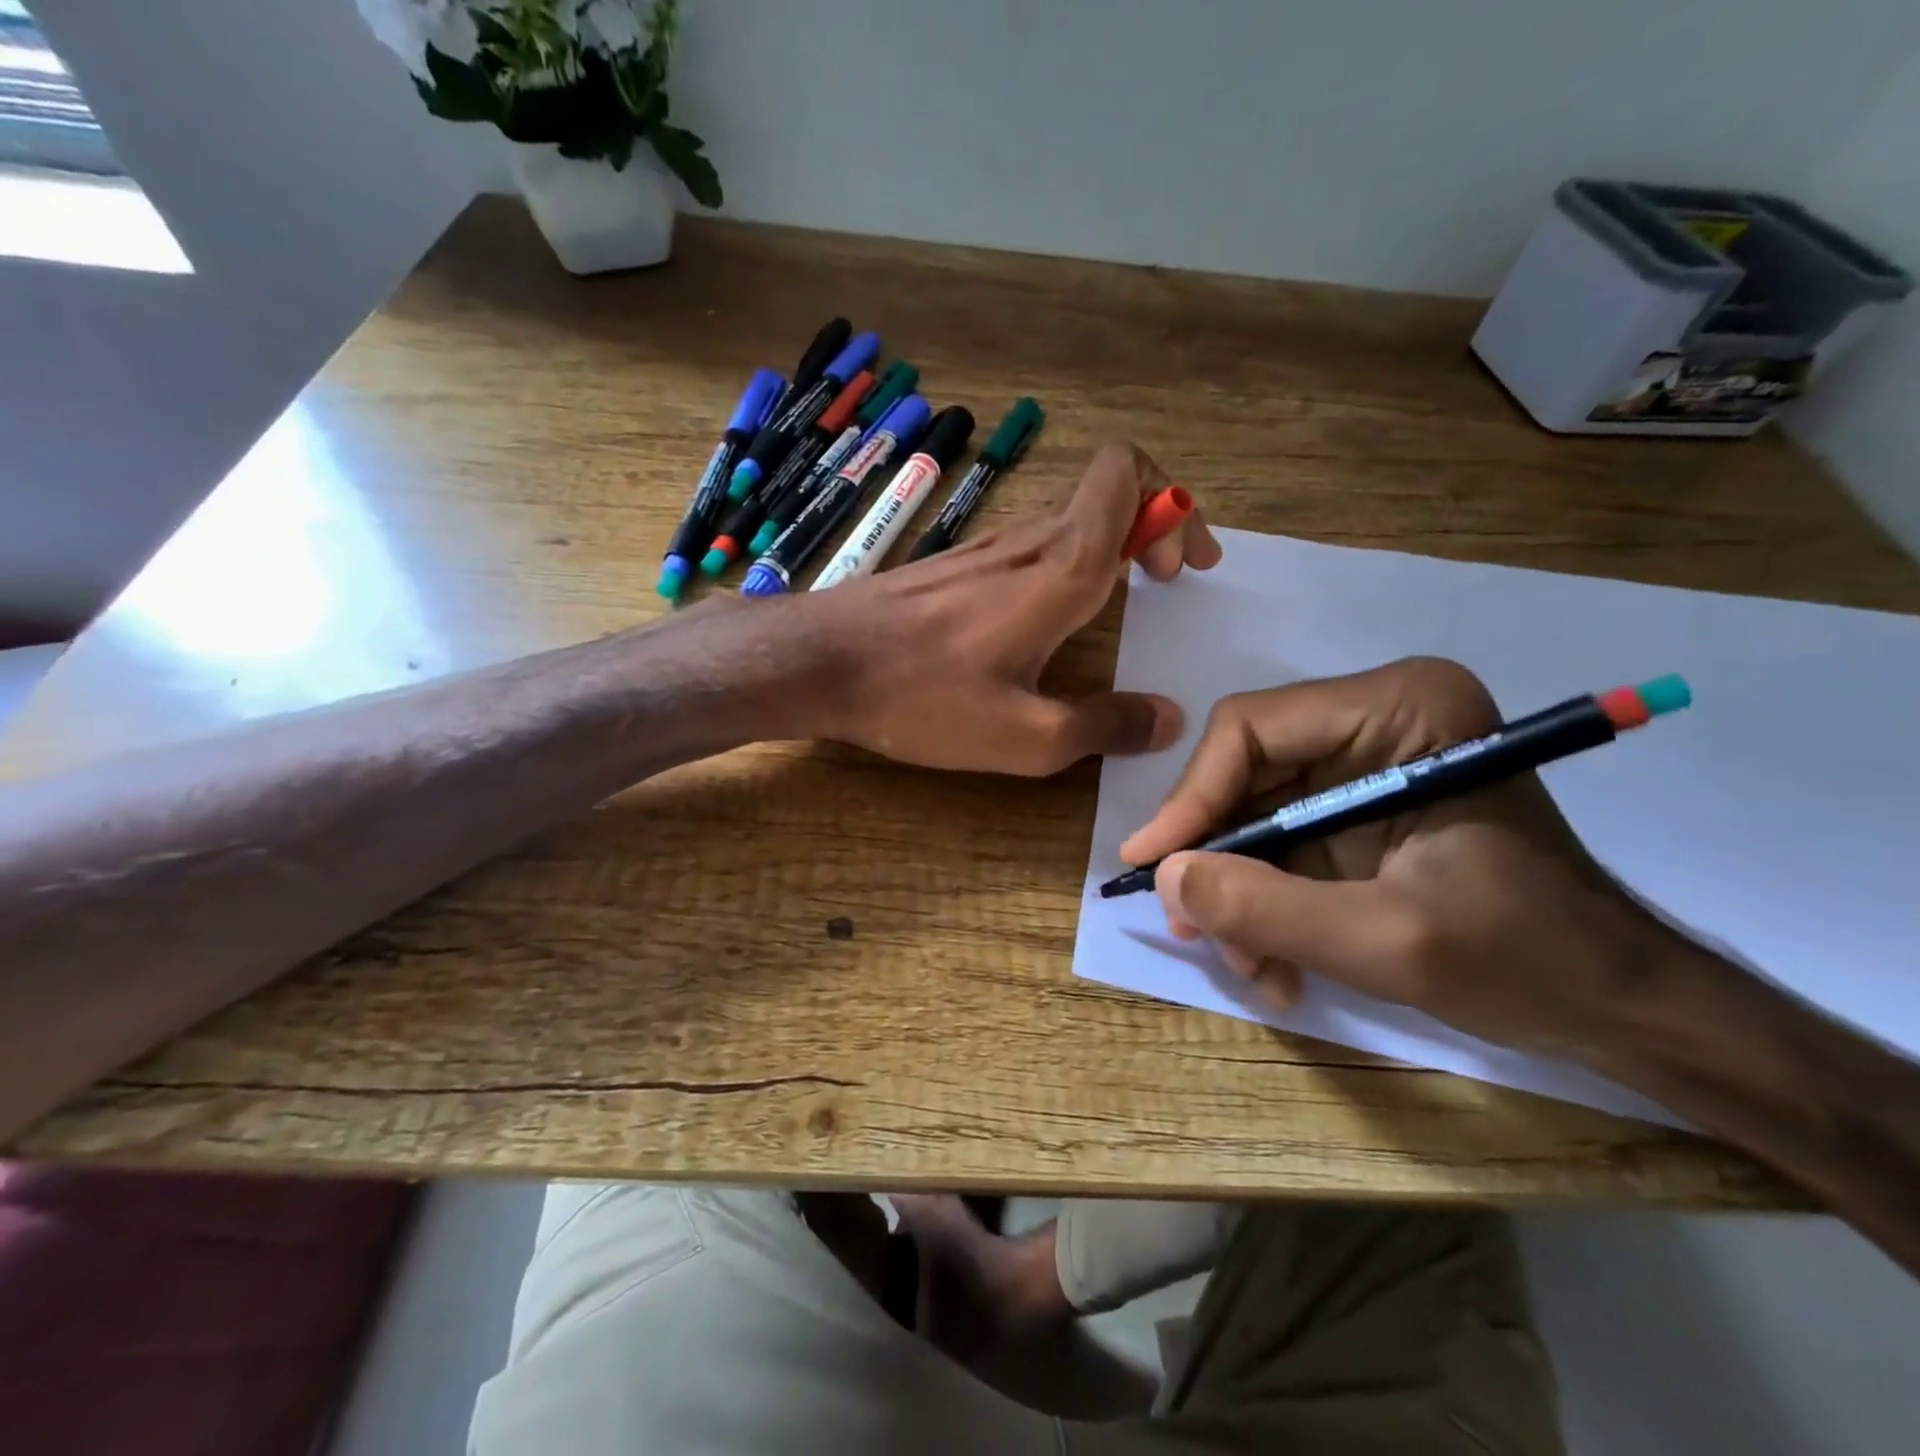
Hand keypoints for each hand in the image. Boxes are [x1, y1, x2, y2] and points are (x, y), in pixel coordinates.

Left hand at [794, 442, 1221, 775]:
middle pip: (1109, 493)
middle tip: (1169, 584)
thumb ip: (1104, 727)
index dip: (1172, 503)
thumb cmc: (923, 697)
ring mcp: (986, 550)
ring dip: (1112, 547)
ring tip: (1124, 601)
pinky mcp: (956, 567)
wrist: (819, 663)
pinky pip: (1031, 546)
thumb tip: (1166, 720)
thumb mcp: (1025, 738)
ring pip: (1070, 519)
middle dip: (1155, 527)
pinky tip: (1052, 619)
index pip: (1128, 475)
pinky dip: (1067, 564)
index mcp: (1059, 570)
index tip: (1180, 567)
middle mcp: (1027, 543)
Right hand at [1120, 657, 1681, 1058]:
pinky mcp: (1354, 810)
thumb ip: (1266, 907)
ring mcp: (1361, 765)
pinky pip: (1277, 845)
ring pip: (1251, 817)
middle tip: (1194, 930)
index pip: (1251, 728)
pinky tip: (1279, 966)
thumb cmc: (1526, 959)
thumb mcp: (1385, 941)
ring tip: (1253, 967)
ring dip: (1239, 895)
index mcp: (1400, 708)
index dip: (1192, 797)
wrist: (1615, 1007)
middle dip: (1216, 859)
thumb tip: (1164, 876)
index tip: (1152, 865)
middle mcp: (1372, 719)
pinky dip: (1266, 905)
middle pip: (1242, 775)